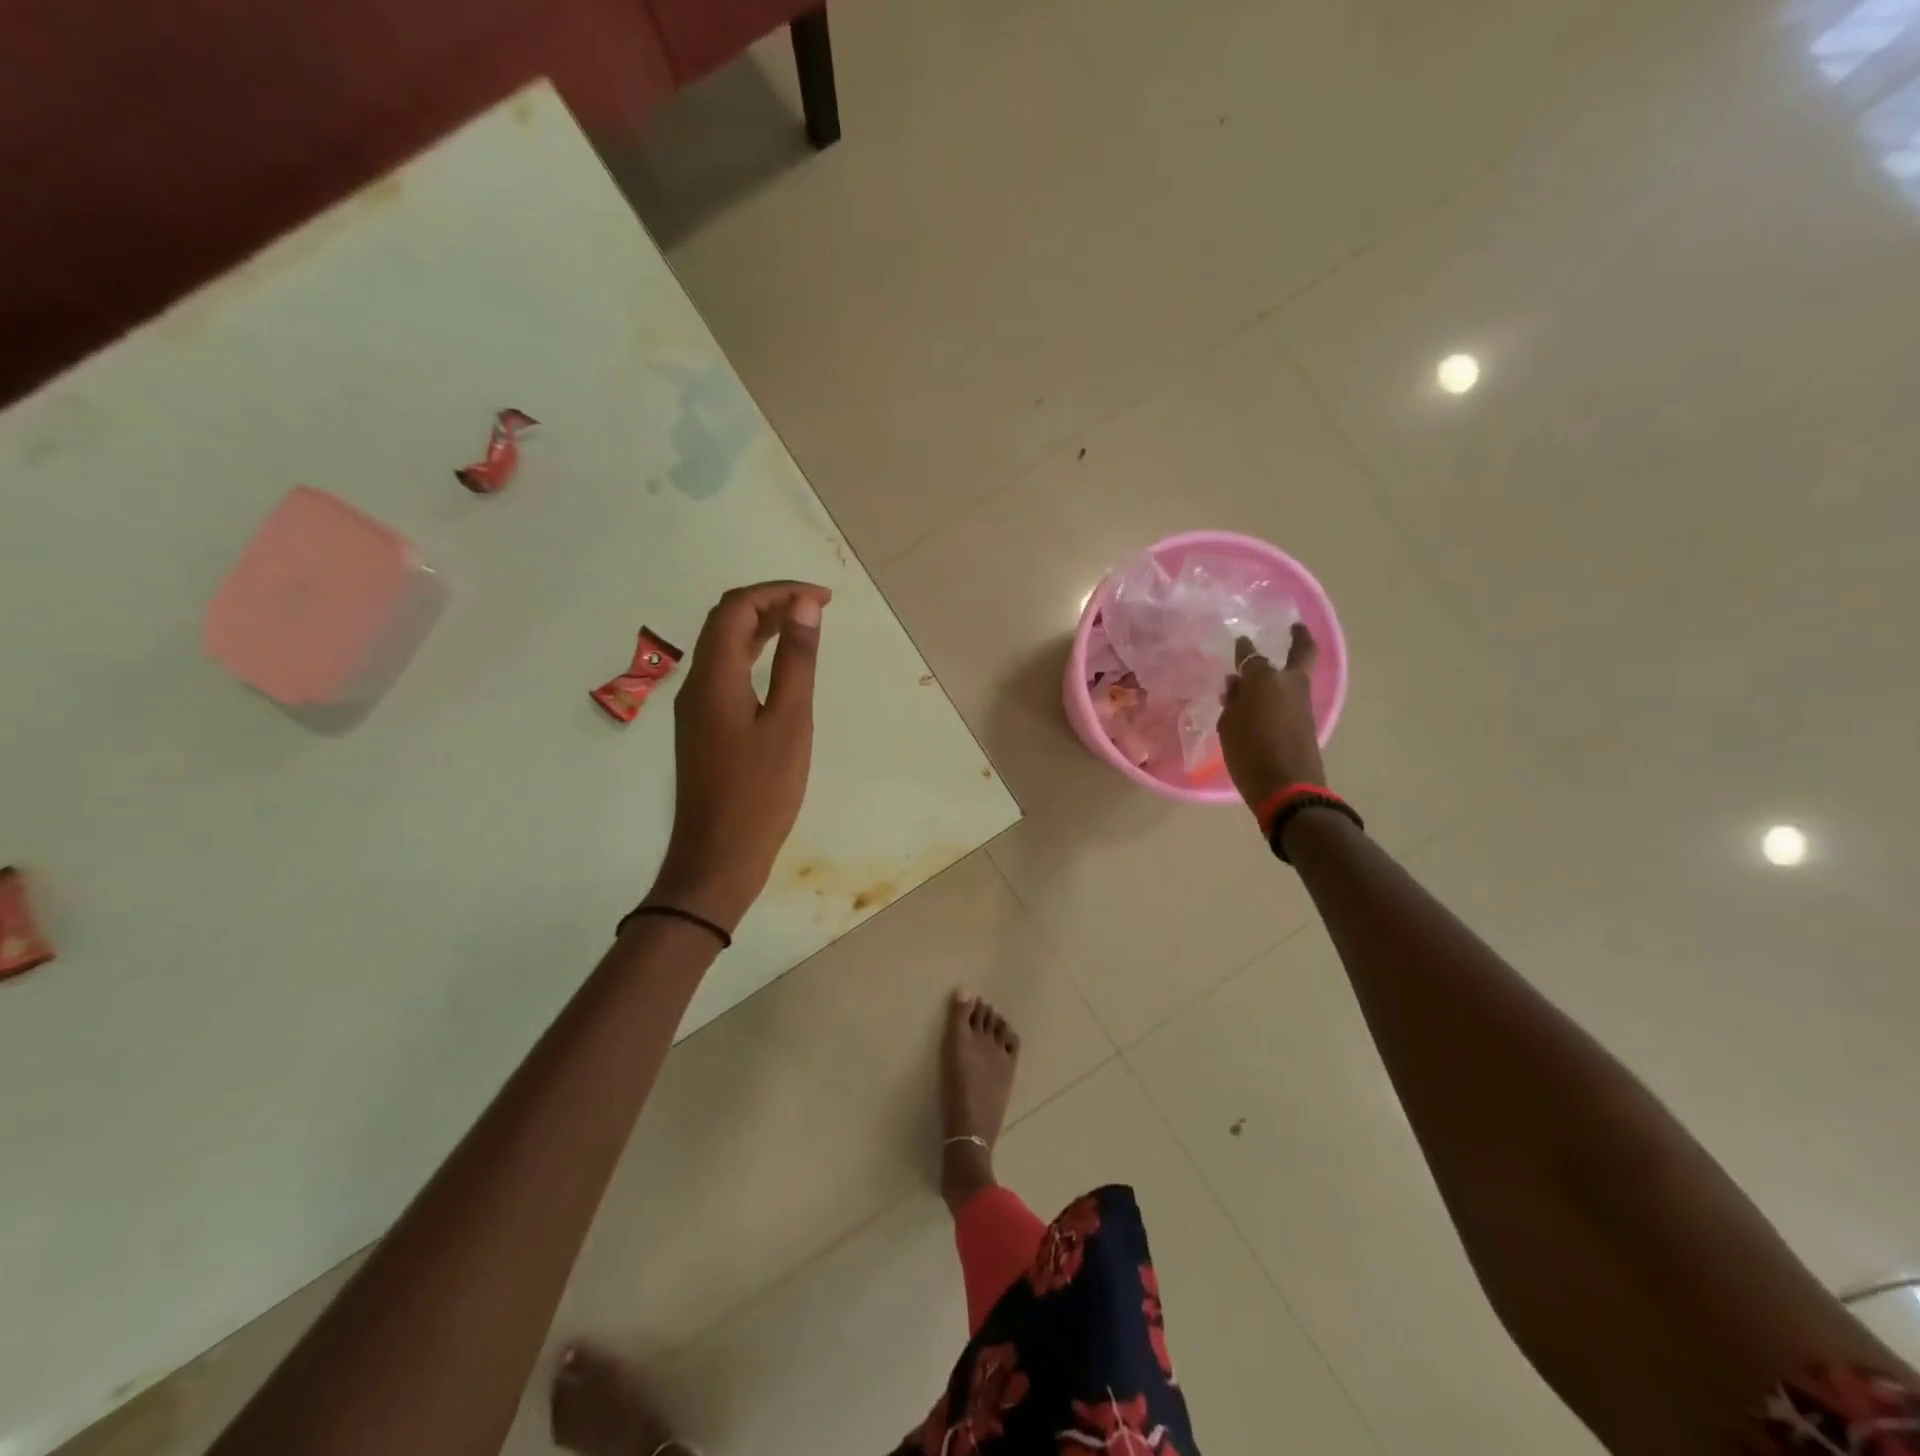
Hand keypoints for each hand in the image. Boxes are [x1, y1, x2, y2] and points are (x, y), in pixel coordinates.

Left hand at [647, 581, 830, 932]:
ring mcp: (696, 708)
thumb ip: (797, 662)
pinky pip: (725, 673)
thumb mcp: (790, 723)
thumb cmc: (760, 792)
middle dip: (770, 603)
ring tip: (804, 628)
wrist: (718, 857)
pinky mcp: (703, 728)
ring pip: (724, 648)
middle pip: (725, 621)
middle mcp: (697, 684)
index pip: (737, 607)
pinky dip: (754, 656)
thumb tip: (804, 606)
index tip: (823, 599)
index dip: (779, 592)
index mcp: (714, 677)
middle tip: (817, 608)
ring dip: (761, 628)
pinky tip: (779, 669)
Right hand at [1217, 623, 1326, 810]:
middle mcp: (1289, 684)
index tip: (1241, 640)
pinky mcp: (1308, 721)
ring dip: (1286, 670)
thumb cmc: (1250, 753)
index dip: (1244, 648)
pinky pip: (1293, 698)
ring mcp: (1303, 702)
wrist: (1287, 787)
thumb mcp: (1228, 726)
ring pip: (1296, 676)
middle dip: (1299, 637)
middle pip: (1302, 652)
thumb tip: (1238, 685)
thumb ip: (1233, 702)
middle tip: (1295, 627)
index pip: (1252, 656)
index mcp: (1265, 680)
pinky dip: (1281, 693)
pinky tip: (1265, 702)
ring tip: (1263, 675)